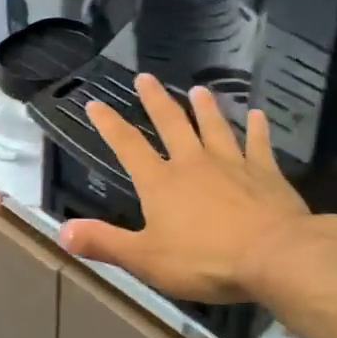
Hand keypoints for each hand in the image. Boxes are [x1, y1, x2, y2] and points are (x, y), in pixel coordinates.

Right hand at [58, 75, 336, 302]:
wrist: (275, 256)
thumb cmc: (205, 260)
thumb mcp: (145, 259)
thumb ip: (104, 243)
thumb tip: (61, 231)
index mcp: (161, 183)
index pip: (127, 146)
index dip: (109, 124)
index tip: (95, 102)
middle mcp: (193, 163)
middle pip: (171, 124)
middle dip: (156, 100)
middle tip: (145, 77)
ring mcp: (232, 164)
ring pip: (215, 127)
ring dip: (205, 108)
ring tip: (198, 89)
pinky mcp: (265, 173)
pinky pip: (259, 144)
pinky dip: (257, 129)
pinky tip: (258, 116)